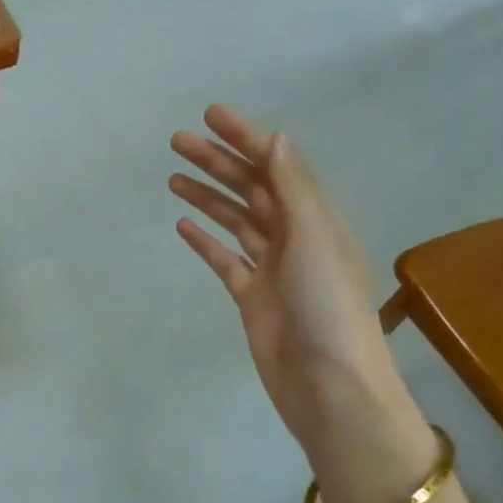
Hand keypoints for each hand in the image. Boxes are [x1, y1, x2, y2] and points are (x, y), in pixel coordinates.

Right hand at [170, 106, 433, 502]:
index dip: (245, 138)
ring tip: (173, 176)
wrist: (329, 387)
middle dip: (217, 162)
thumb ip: (294, 189)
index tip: (210, 115)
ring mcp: (272, 269)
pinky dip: (205, 241)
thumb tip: (277, 137)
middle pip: (250, 189)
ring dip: (207, 196)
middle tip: (176, 141)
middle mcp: (294, 237)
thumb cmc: (328, 309)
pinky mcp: (252, 298)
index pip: (275, 166)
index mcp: (314, 219)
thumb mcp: (314, 240)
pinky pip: (225, 260)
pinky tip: (182, 225)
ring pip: (235, 221)